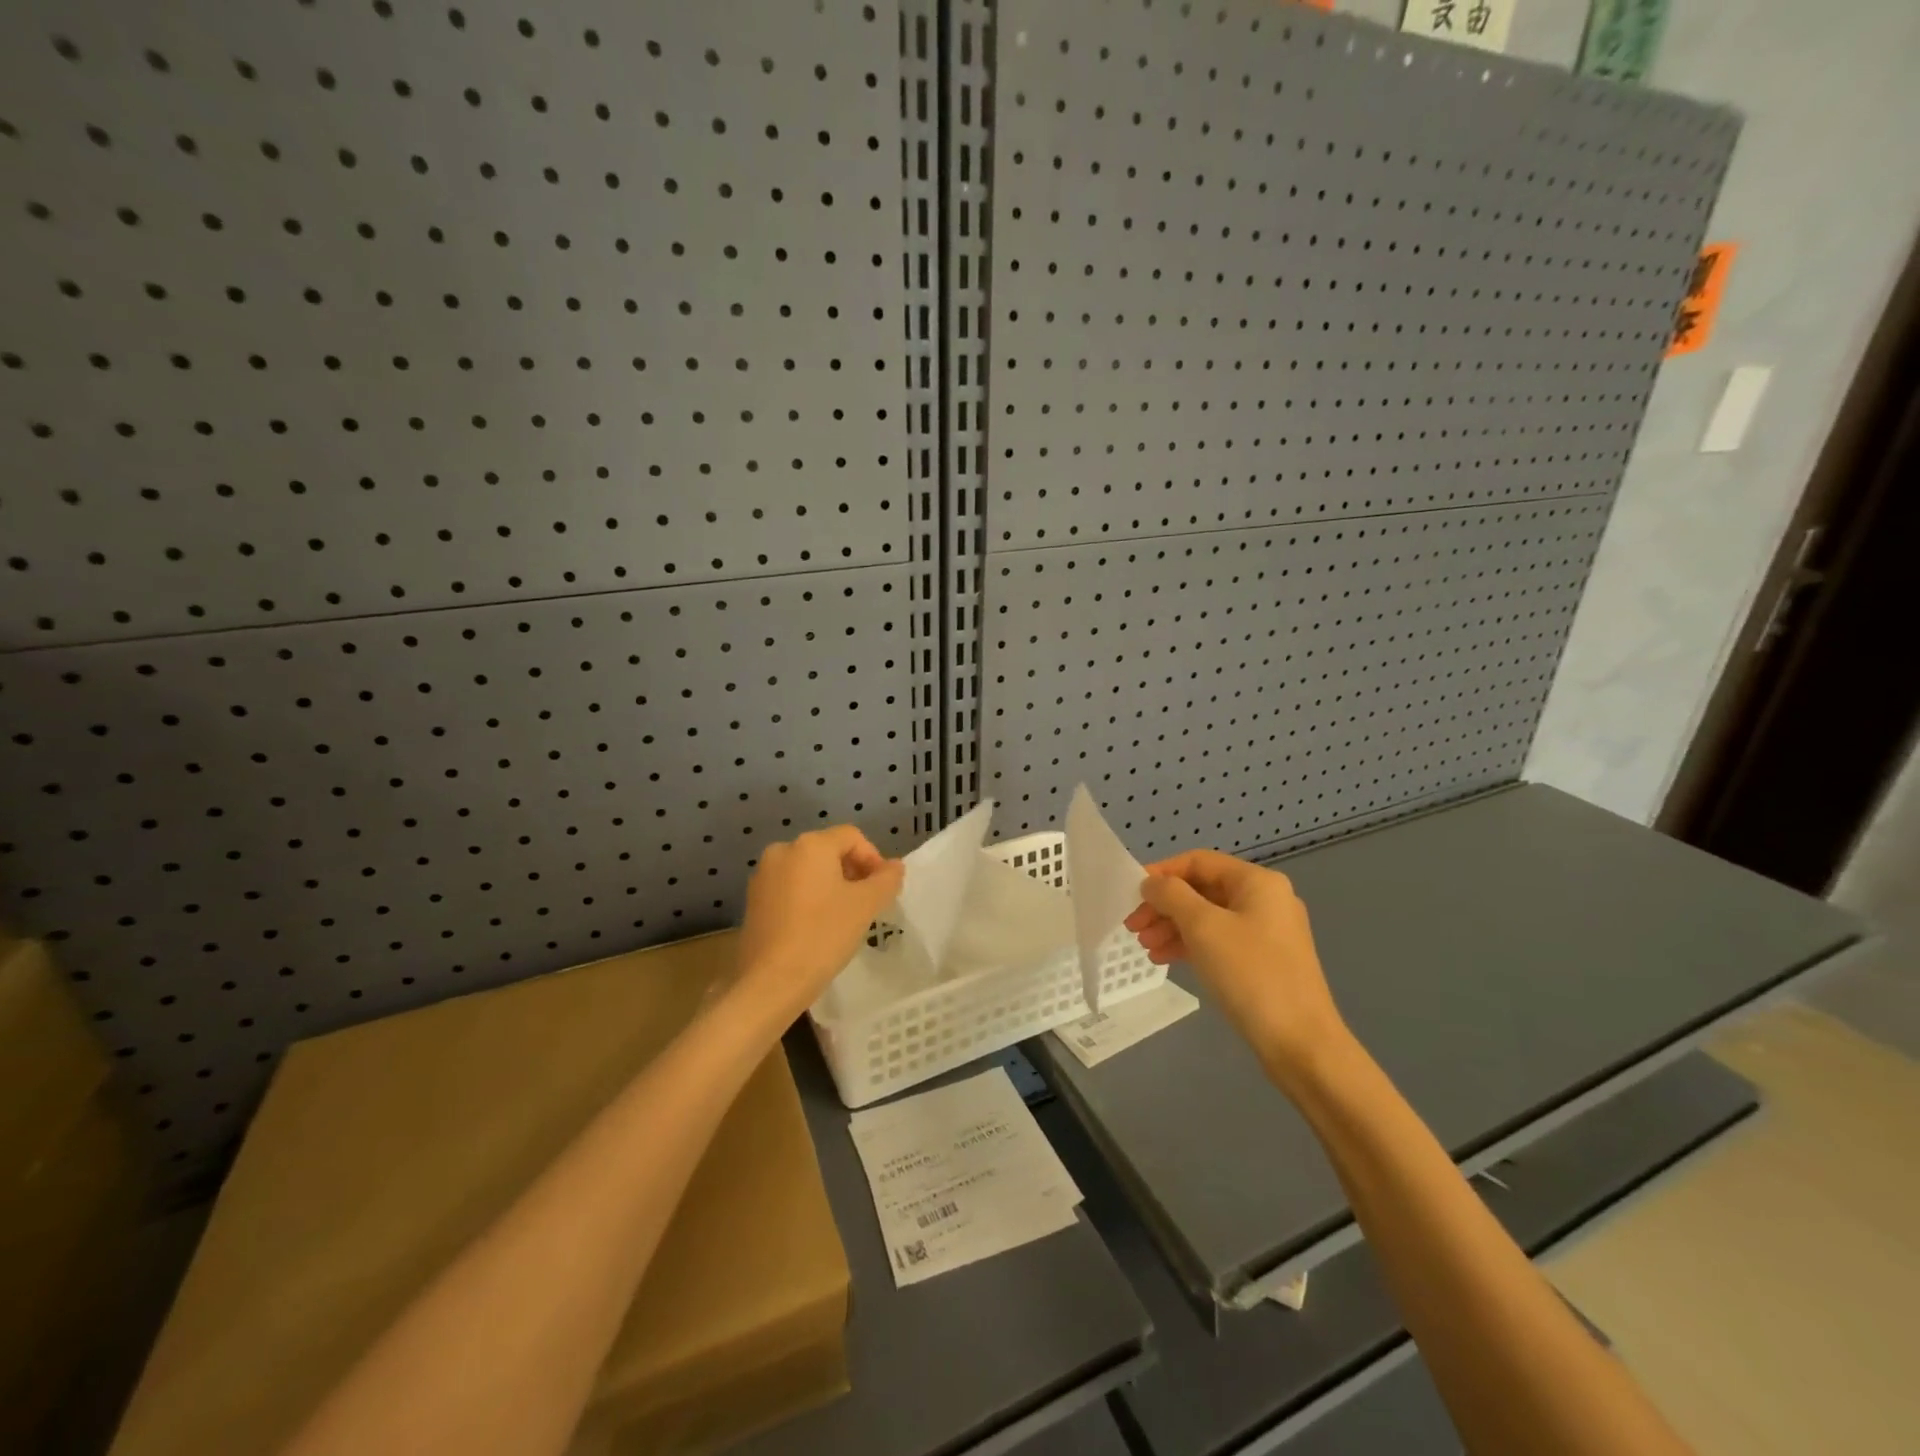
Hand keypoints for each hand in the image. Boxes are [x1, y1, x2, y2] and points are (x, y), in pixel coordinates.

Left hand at [735, 825, 904, 1025]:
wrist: (770, 983)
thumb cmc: (822, 936)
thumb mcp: (865, 906)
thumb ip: (886, 880)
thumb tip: (894, 866)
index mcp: (810, 845)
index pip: (852, 837)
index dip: (874, 858)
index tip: (882, 890)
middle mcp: (783, 850)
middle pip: (829, 850)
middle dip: (853, 872)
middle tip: (867, 904)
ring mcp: (763, 876)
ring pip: (809, 870)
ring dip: (832, 886)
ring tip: (843, 917)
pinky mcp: (753, 901)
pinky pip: (790, 888)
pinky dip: (809, 899)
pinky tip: (817, 927)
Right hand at [1124, 850, 1348, 1083]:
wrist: (1301, 1044)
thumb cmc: (1250, 974)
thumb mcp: (1203, 927)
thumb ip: (1172, 896)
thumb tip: (1152, 883)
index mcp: (1257, 882)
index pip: (1198, 861)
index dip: (1162, 873)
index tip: (1131, 894)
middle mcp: (1266, 899)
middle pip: (1202, 889)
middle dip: (1165, 905)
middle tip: (1133, 926)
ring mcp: (1268, 932)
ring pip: (1209, 917)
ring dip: (1173, 927)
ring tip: (1146, 947)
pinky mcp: (1265, 961)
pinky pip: (1220, 940)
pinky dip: (1191, 945)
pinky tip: (1165, 959)